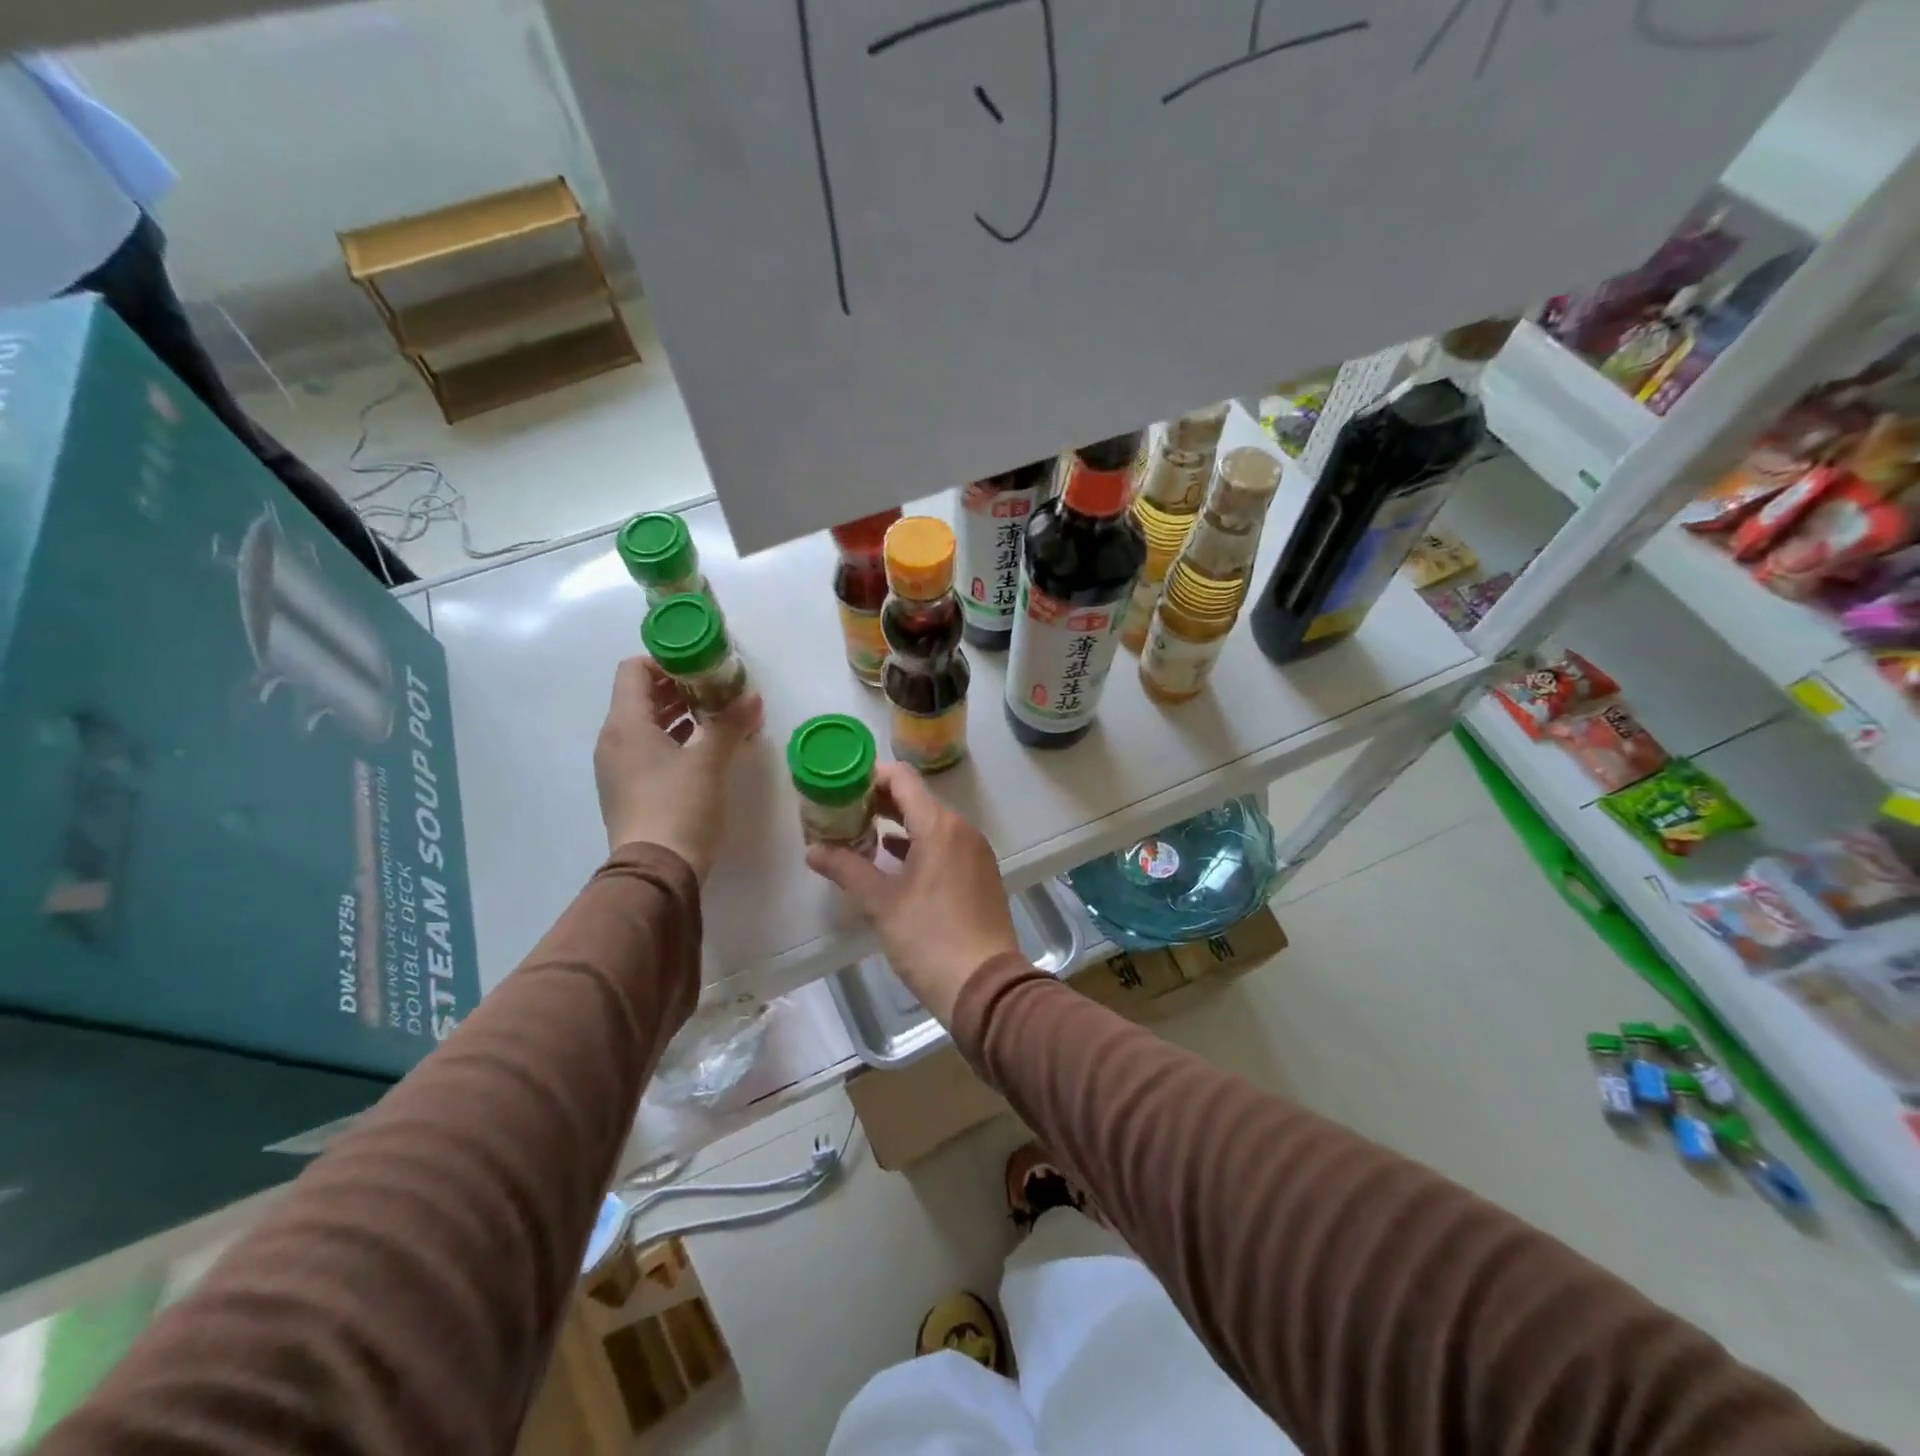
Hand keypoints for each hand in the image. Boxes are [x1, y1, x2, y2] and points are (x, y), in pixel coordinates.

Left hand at [594, 657, 762, 877]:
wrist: (656, 871)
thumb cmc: (679, 806)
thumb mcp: (709, 761)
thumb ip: (729, 723)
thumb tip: (752, 697)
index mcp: (625, 723)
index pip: (633, 669)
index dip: (666, 661)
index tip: (702, 667)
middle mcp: (613, 740)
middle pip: (640, 696)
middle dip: (679, 687)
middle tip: (717, 690)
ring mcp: (617, 767)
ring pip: (645, 724)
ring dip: (678, 714)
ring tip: (716, 717)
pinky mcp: (627, 790)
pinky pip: (647, 749)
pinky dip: (672, 740)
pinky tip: (704, 750)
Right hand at [805, 762, 1019, 1022]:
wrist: (986, 986)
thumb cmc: (930, 939)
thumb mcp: (881, 904)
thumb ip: (846, 870)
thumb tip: (813, 850)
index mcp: (939, 827)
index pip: (902, 779)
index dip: (870, 776)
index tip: (841, 786)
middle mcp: (962, 830)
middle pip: (916, 799)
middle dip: (878, 802)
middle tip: (841, 812)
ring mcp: (975, 852)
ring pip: (931, 824)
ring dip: (897, 825)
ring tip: (859, 835)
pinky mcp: (980, 874)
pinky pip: (945, 845)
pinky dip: (917, 846)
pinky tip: (892, 861)